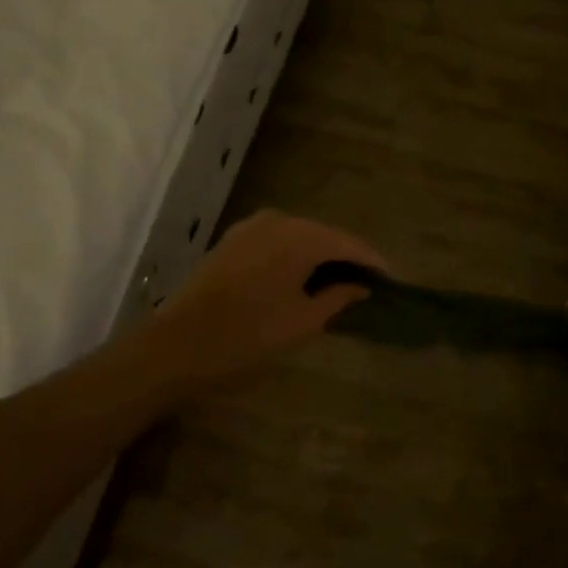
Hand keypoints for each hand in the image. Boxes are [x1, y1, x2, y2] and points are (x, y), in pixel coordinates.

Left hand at [150, 211, 386, 383]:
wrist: (176, 346)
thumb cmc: (249, 336)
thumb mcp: (303, 322)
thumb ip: (338, 297)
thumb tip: (360, 286)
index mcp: (301, 237)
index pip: (349, 244)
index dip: (372, 261)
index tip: (391, 278)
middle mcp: (279, 221)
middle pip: (325, 235)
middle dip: (347, 256)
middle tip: (367, 282)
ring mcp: (252, 227)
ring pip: (300, 236)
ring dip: (319, 255)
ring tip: (337, 281)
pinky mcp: (233, 241)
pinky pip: (277, 241)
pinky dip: (294, 255)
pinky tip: (301, 277)